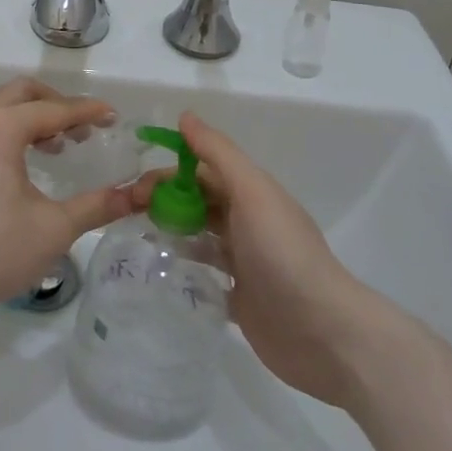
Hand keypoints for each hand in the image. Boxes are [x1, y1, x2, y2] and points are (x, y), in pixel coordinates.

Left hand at [0, 78, 132, 315]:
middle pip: (22, 93)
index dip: (87, 112)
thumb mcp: (53, 229)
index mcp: (2, 127)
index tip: (113, 117)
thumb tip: (137, 196)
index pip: (54, 109)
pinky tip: (18, 167)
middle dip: (56, 104)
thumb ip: (96, 206)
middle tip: (82, 130)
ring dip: (29, 118)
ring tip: (55, 148)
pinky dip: (6, 132)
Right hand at [130, 112, 386, 404]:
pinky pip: (204, 274)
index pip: (202, 169)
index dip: (168, 170)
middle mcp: (247, 222)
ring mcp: (244, 261)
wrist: (324, 334)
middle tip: (128, 212)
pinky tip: (158, 271)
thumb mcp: (252, 192)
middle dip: (163, 199)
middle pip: (197, 200)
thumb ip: (218, 153)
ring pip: (198, 234)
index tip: (134, 183)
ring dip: (170, 230)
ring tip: (135, 237)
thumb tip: (185, 116)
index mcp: (251, 193)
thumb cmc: (283, 254)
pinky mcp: (239, 299)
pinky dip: (183, 267)